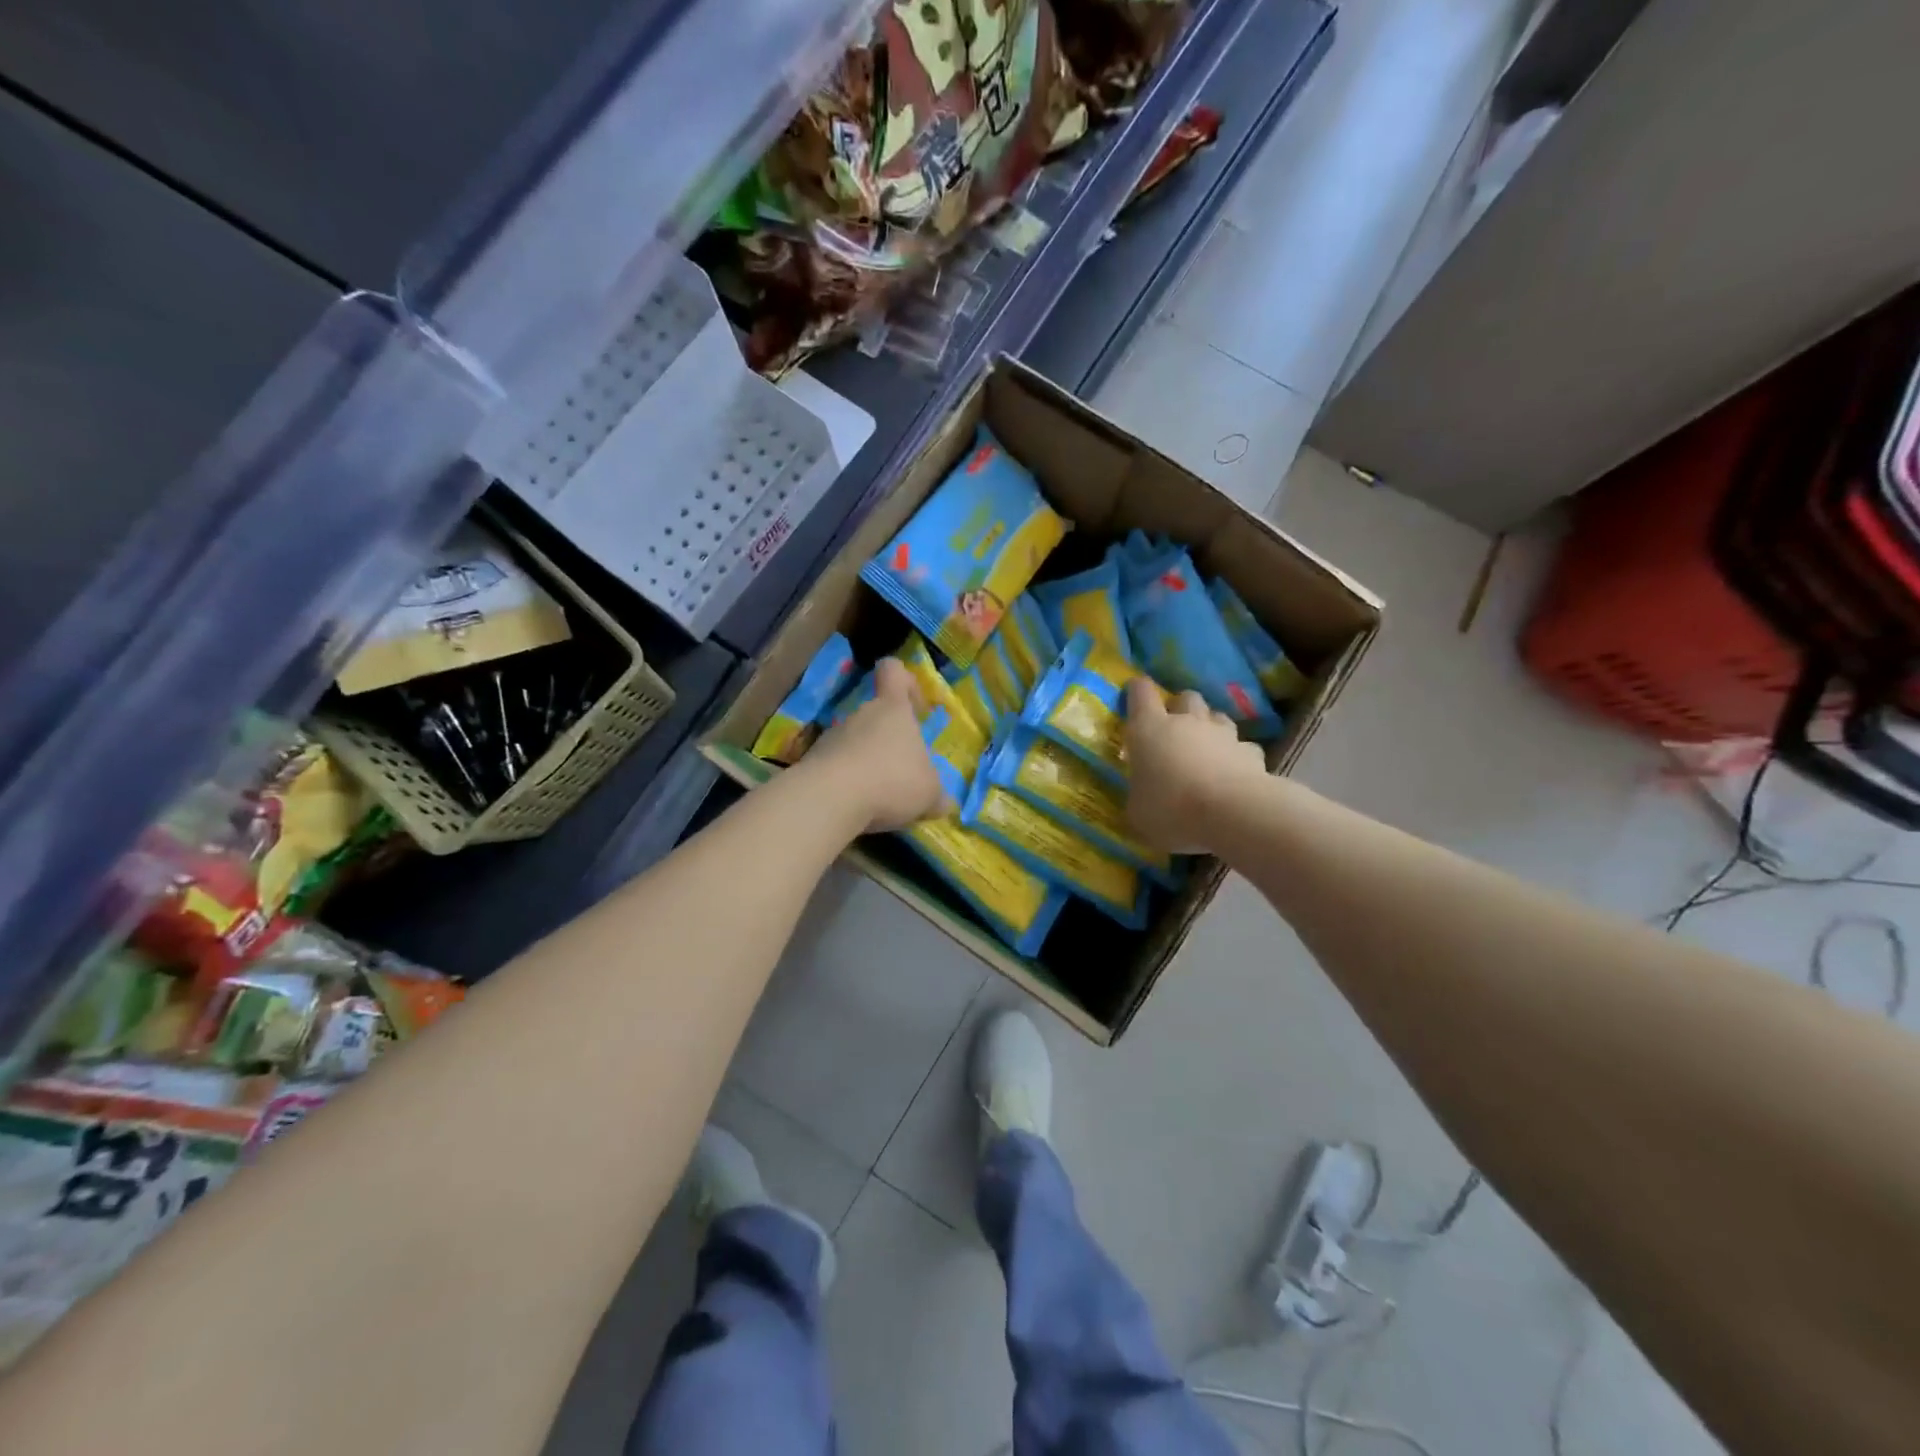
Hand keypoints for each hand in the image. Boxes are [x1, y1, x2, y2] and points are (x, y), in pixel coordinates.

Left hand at [804, 658, 949, 832]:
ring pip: (855, 743)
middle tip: (903, 772)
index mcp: (893, 709)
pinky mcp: (813, 762)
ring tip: (879, 797)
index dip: (905, 680)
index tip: (916, 706)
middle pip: (876, 716)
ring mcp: (832, 736)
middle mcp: (861, 715)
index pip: (893, 672)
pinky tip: (856, 807)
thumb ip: (935, 793)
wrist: (830, 798)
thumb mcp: (929, 792)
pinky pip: (836, 767)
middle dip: (889, 741)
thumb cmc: (892, 781)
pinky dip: (847, 783)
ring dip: (867, 764)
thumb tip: (942, 802)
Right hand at [1123, 680, 1269, 853]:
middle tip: (1173, 731)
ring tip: (1206, 750)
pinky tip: (1234, 773)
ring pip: (1217, 717)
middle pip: (1185, 697)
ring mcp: (1223, 734)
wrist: (1232, 814)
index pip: (1141, 692)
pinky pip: (1242, 746)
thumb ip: (1139, 793)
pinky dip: (1236, 756)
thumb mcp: (1138, 811)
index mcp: (1149, 729)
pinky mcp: (1252, 752)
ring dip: (1210, 728)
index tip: (1134, 695)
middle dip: (1180, 708)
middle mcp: (1187, 722)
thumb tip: (1143, 794)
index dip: (1137, 691)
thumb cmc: (1171, 809)